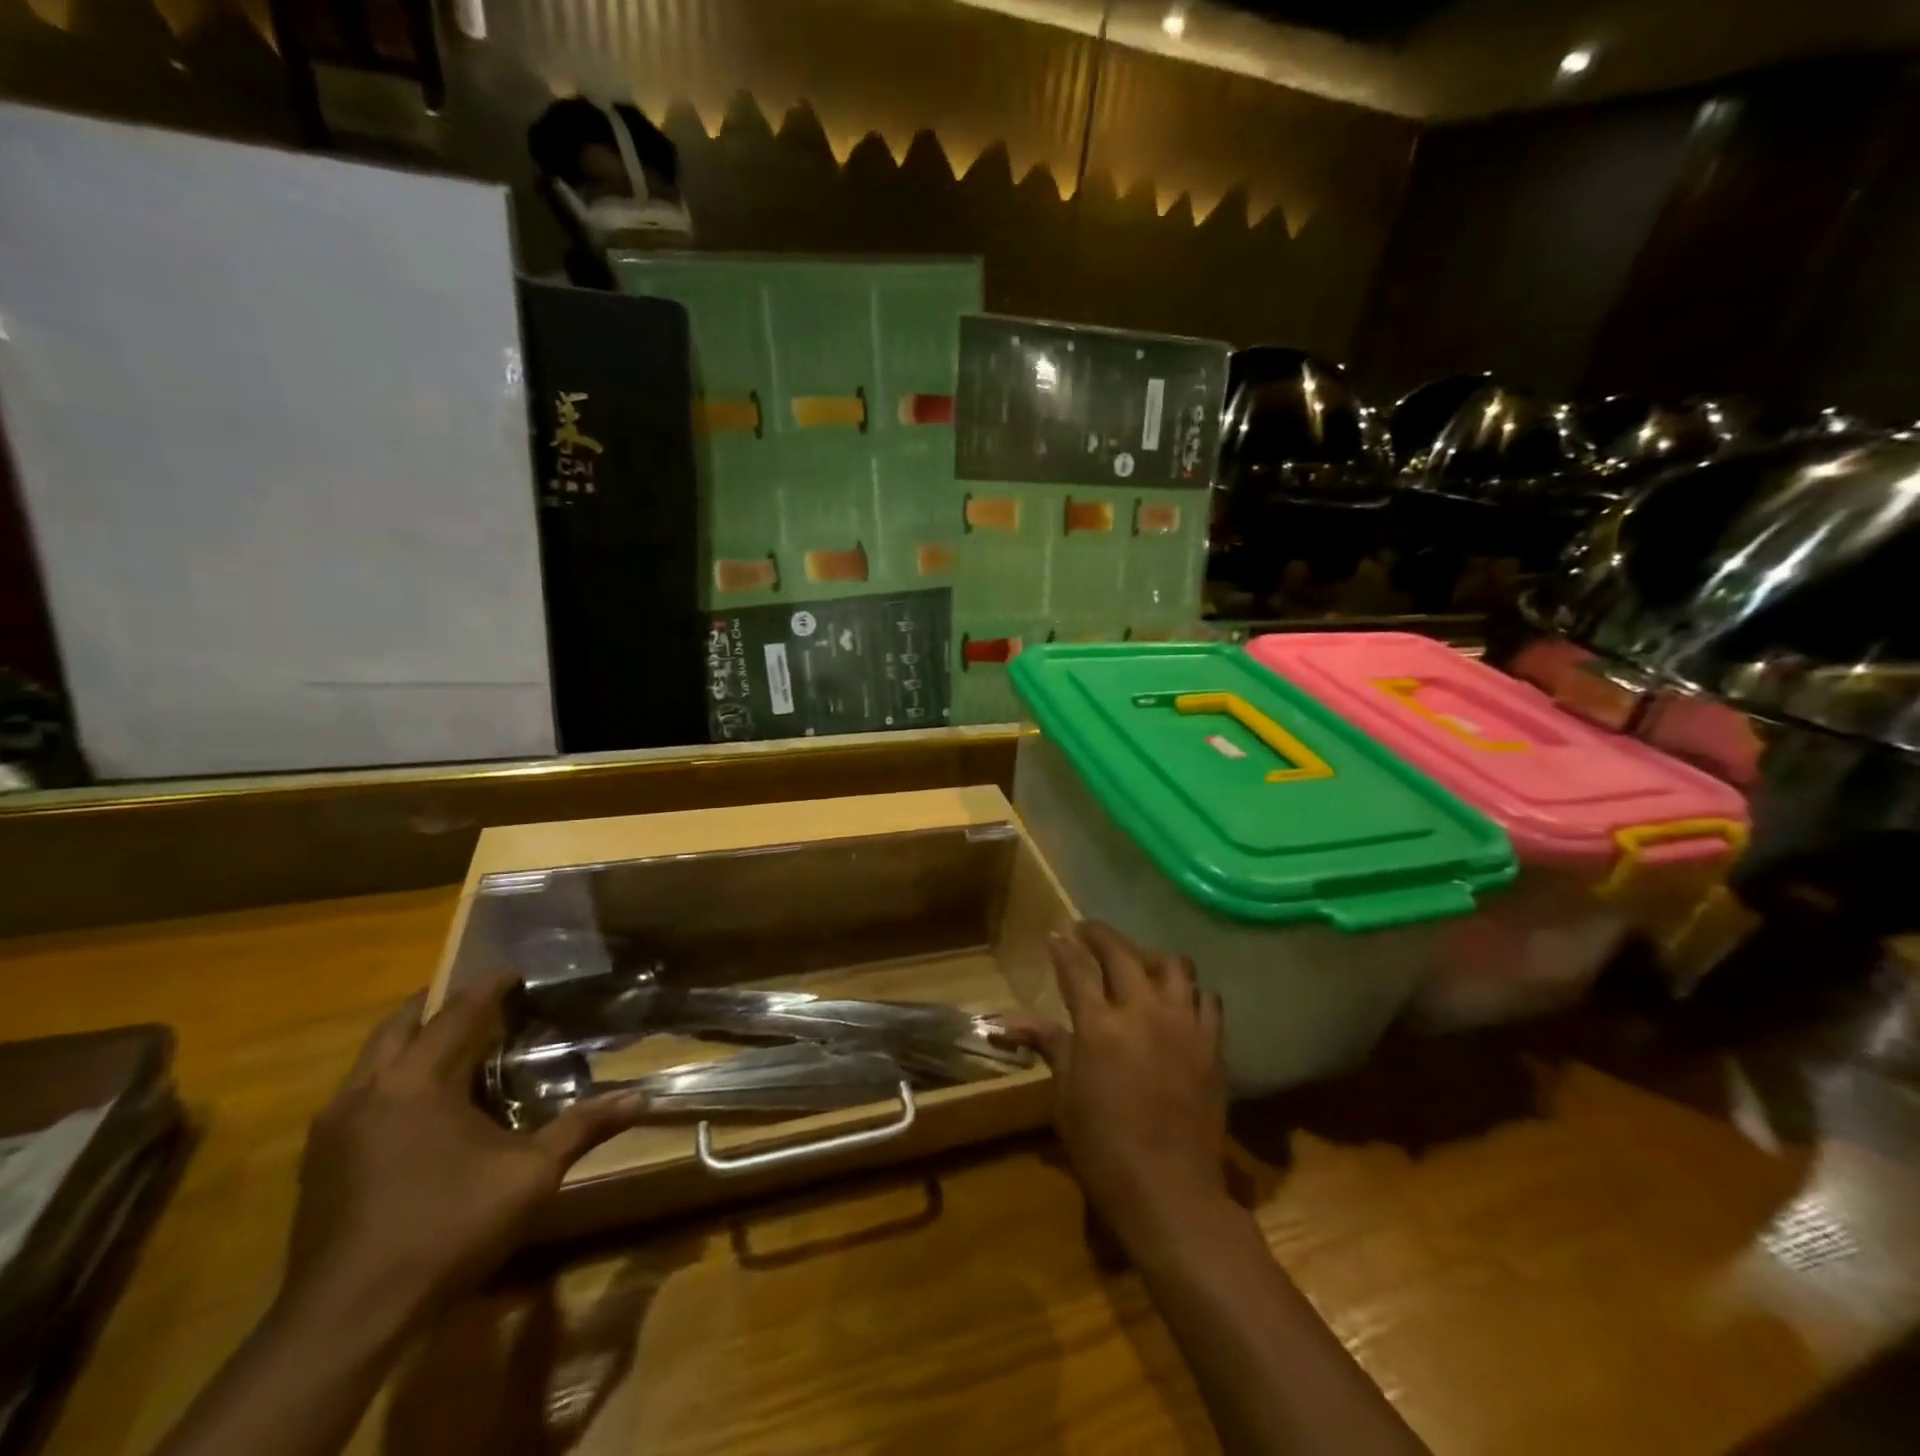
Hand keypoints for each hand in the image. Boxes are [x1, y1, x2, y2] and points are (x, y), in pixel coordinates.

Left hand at [279, 975, 643, 1340]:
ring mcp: (332, 1129)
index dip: (488, 988)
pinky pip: (358, 1095)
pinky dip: (391, 1080)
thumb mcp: (530, 1174)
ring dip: (411, 1043)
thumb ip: (582, 1127)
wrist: (347, 1319)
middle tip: (482, 1002)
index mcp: (415, 1082)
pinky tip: (420, 1106)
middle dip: (439, 1005)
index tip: (514, 972)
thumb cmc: (446, 1227)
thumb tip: (640, 1097)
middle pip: (399, 1025)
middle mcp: (365, 1092)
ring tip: (455, 1047)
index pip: (456, 1013)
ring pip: (371, 1061)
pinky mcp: (318, 1163)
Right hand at [1006, 922, 1228, 1252]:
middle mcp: (1143, 1012)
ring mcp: (1183, 1025)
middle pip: (1123, 953)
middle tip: (1088, 933)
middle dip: (1101, 936)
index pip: (1077, 969)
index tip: (1056, 933)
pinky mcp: (1212, 1045)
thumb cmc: (1103, 1148)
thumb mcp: (1066, 1095)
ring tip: (1138, 964)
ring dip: (1150, 957)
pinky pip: (1207, 999)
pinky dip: (1190, 992)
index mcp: (1100, 1026)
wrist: (1170, 1192)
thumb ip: (1049, 1045)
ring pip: (1174, 965)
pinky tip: (1177, 1002)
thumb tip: (1007, 1021)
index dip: (1064, 947)